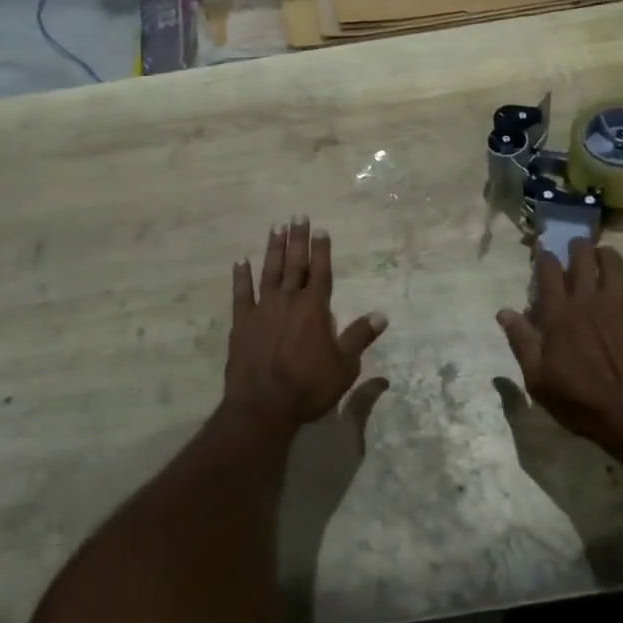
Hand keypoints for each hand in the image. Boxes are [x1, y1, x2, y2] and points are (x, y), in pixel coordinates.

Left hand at [223, 219, 386, 433]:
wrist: (263, 405)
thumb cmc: (309, 386)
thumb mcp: (344, 366)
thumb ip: (360, 337)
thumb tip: (381, 315)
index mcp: (315, 308)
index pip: (320, 272)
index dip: (322, 250)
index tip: (321, 229)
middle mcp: (289, 301)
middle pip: (295, 264)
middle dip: (298, 239)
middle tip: (298, 216)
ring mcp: (262, 310)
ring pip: (269, 272)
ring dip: (273, 250)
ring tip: (276, 228)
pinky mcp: (241, 323)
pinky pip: (241, 294)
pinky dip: (241, 277)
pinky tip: (241, 261)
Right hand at [498, 243, 622, 460]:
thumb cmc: (581, 401)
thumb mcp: (538, 380)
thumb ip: (521, 342)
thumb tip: (504, 312)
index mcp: (559, 314)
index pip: (549, 269)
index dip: (544, 255)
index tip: (542, 251)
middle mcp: (588, 299)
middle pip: (583, 255)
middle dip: (576, 246)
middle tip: (573, 251)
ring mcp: (619, 303)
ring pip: (613, 260)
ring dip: (603, 256)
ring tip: (600, 262)